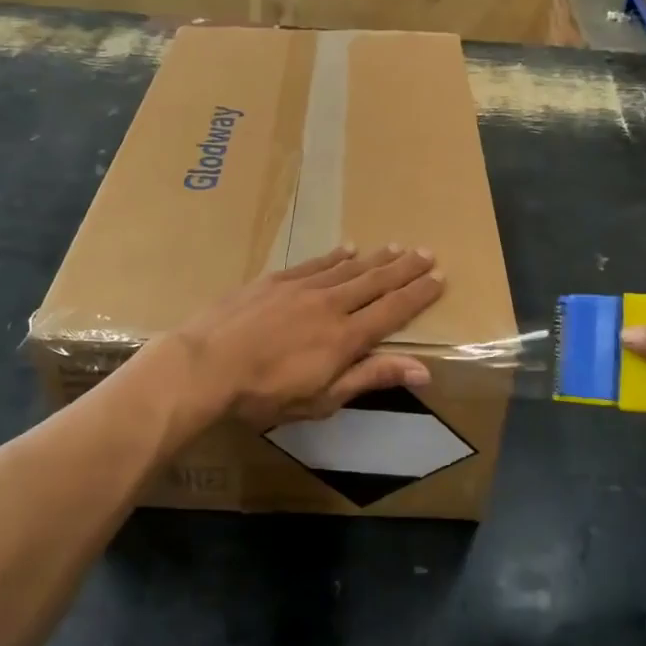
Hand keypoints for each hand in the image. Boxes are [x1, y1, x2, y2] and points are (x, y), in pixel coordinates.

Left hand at [170, 245, 444, 429]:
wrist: (206, 364)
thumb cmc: (265, 393)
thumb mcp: (323, 398)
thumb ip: (371, 377)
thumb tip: (424, 369)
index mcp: (346, 337)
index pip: (393, 310)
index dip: (418, 294)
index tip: (439, 278)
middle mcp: (331, 304)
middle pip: (376, 282)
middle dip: (404, 268)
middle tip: (427, 252)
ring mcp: (302, 288)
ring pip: (348, 268)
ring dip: (375, 258)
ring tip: (396, 247)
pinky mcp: (275, 281)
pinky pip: (315, 263)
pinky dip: (334, 256)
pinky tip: (346, 248)